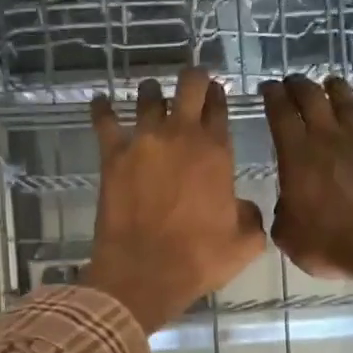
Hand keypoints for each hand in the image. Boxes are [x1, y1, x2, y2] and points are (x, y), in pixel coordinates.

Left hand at [85, 70, 266, 332]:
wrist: (144, 273)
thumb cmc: (198, 260)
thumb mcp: (245, 243)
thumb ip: (251, 216)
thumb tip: (243, 206)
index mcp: (216, 152)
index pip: (219, 108)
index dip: (218, 97)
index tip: (216, 96)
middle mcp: (181, 136)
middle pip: (189, 85)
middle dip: (193, 79)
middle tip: (192, 84)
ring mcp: (143, 142)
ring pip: (149, 96)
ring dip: (153, 92)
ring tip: (152, 95)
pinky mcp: (112, 157)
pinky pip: (105, 122)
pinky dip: (103, 109)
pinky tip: (101, 102)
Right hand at [260, 75, 352, 287]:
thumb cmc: (331, 242)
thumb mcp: (289, 236)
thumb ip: (283, 214)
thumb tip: (289, 205)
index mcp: (297, 156)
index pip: (281, 114)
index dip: (272, 97)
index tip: (267, 87)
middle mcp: (328, 141)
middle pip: (312, 98)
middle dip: (299, 85)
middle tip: (291, 82)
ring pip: (344, 104)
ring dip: (333, 90)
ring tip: (328, 83)